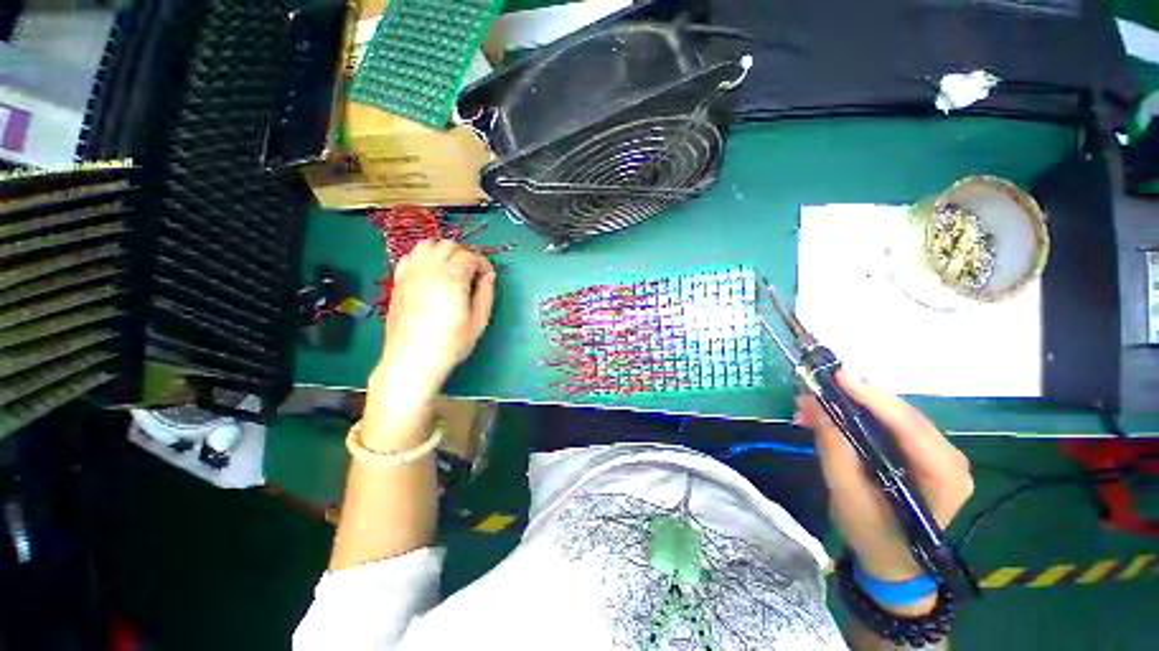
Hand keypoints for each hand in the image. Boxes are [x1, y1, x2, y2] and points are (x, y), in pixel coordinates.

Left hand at [374, 240, 494, 398]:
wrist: (412, 360)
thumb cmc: (451, 343)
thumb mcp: (479, 321)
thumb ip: (486, 293)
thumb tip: (489, 276)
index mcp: (452, 277)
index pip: (470, 256)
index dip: (483, 264)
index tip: (488, 277)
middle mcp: (430, 269)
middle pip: (449, 246)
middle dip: (464, 254)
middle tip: (472, 273)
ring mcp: (410, 274)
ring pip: (427, 245)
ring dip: (443, 252)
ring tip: (451, 269)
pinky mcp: (398, 282)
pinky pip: (410, 257)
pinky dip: (423, 258)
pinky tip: (430, 273)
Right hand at [797, 373, 972, 610]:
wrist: (893, 562)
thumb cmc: (873, 536)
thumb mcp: (847, 497)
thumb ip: (835, 452)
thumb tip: (818, 407)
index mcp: (943, 475)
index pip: (908, 424)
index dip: (871, 397)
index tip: (836, 376)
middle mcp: (950, 457)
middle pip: (900, 415)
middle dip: (853, 400)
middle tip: (810, 395)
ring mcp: (938, 454)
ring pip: (892, 417)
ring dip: (850, 408)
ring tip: (810, 409)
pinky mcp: (923, 453)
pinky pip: (889, 426)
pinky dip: (857, 418)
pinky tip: (829, 419)